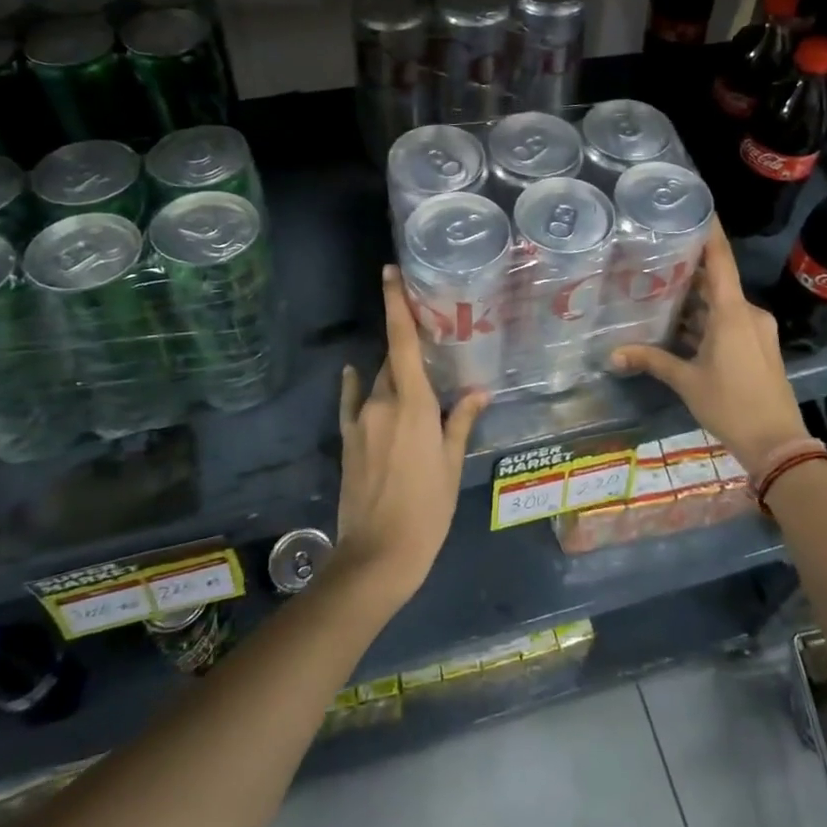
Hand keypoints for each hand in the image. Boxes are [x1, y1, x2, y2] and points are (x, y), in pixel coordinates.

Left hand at [334, 266, 489, 605]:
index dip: (396, 304)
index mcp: (413, 405)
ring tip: (414, 379)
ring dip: (393, 376)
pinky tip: (354, 373)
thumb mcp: (452, 464)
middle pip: (394, 363)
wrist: (377, 555)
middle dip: (409, 351)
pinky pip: (352, 403)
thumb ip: (462, 421)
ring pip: (378, 383)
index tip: (389, 272)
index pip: (403, 342)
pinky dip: (356, 386)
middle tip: (431, 345)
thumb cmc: (427, 508)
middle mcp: (383, 403)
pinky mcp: (347, 441)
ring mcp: (360, 421)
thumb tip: (479, 391)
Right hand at [610, 220, 807, 475]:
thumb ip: (651, 361)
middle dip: (689, 270)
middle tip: (656, 254)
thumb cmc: (730, 404)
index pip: (721, 260)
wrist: (776, 442)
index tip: (697, 207)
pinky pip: (730, 321)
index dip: (710, 232)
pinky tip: (680, 324)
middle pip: (717, 282)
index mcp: (733, 312)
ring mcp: (757, 330)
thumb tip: (612, 354)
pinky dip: (707, 319)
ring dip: (696, 300)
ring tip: (659, 288)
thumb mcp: (686, 381)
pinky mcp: (759, 346)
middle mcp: (749, 313)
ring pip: (722, 304)